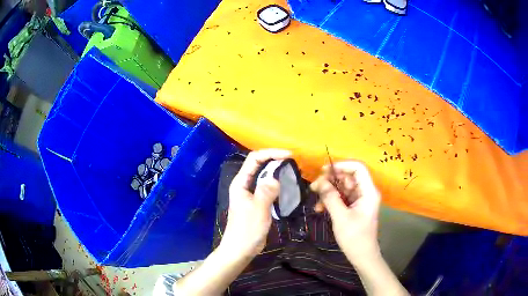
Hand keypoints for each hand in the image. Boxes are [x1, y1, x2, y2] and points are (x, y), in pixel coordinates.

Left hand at [220, 149, 291, 257]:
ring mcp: (251, 194)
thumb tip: (276, 178)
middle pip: (260, 165)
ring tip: (294, 172)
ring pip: (265, 177)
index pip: (254, 159)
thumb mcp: (258, 209)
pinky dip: (278, 184)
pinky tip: (288, 187)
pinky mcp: (258, 202)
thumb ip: (266, 191)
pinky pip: (268, 188)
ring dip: (278, 172)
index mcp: (241, 183)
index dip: (271, 153)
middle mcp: (245, 185)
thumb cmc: (247, 230)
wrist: (241, 249)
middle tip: (294, 163)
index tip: (289, 155)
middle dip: (276, 160)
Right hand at [310, 161, 380, 264]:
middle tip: (315, 186)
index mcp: (368, 191)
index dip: (342, 165)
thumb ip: (330, 197)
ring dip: (329, 191)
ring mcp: (360, 200)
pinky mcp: (354, 207)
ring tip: (315, 198)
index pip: (358, 168)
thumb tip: (319, 181)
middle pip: (348, 176)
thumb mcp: (340, 217)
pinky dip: (331, 200)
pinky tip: (320, 208)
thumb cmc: (355, 237)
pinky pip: (341, 197)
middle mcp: (365, 192)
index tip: (324, 170)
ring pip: (343, 187)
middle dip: (331, 179)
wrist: (362, 256)